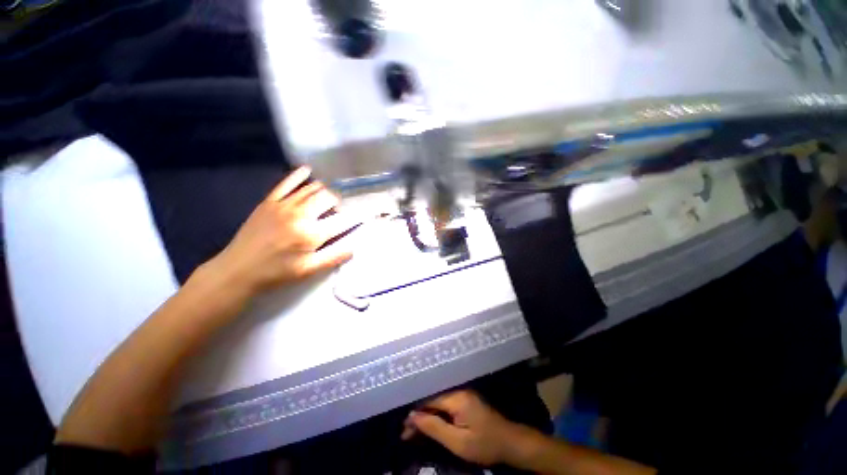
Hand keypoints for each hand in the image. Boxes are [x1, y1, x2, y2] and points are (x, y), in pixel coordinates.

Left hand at [206, 166, 359, 296]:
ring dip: (324, 191)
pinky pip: (286, 183)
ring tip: (327, 200)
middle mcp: (300, 214)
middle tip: (337, 212)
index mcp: (311, 233)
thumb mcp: (309, 270)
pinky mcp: (269, 201)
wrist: (238, 270)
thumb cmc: (277, 272)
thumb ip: (334, 257)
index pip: (342, 220)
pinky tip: (308, 170)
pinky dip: (299, 175)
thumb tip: (355, 246)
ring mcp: (283, 205)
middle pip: (328, 197)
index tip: (364, 215)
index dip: (355, 217)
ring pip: (311, 188)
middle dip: (338, 203)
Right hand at [401, 390, 532, 465]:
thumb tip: (413, 416)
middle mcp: (458, 391)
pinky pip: (446, 407)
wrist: (510, 443)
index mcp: (457, 397)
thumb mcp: (458, 442)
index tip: (404, 428)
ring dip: (427, 417)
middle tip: (406, 434)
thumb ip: (435, 427)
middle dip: (419, 417)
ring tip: (413, 432)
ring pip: (439, 404)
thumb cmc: (485, 444)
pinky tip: (430, 426)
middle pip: (433, 401)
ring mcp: (463, 395)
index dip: (416, 414)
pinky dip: (437, 417)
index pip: (429, 401)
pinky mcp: (466, 402)